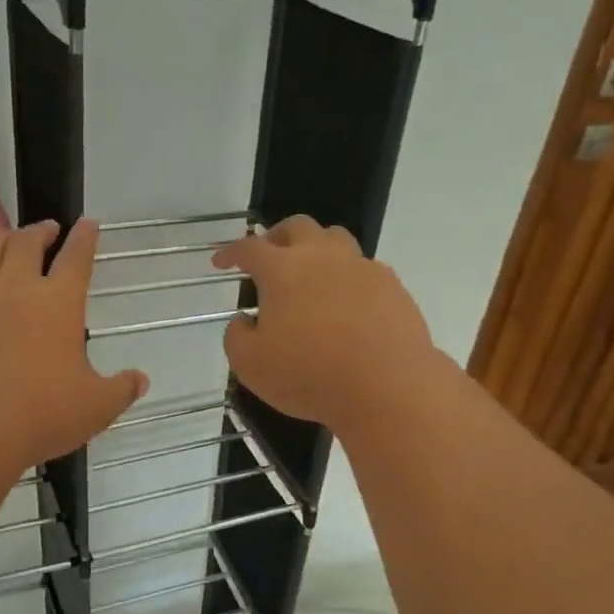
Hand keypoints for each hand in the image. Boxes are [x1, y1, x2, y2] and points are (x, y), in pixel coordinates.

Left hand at [0, 220, 147, 473]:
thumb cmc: (39, 416)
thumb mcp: (96, 408)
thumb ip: (121, 390)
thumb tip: (140, 380)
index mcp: (59, 302)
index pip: (76, 257)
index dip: (85, 237)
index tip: (88, 224)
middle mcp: (15, 287)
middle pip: (26, 241)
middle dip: (41, 230)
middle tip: (48, 231)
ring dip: (1, 239)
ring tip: (7, 244)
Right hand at [214, 215, 436, 431]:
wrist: (387, 386)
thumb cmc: (308, 374)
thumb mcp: (250, 365)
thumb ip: (236, 337)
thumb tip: (243, 321)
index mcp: (283, 270)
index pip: (250, 248)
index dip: (231, 252)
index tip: (221, 262)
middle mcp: (322, 257)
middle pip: (297, 227)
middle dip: (276, 236)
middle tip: (268, 257)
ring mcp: (362, 268)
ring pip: (335, 239)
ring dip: (316, 248)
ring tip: (310, 272)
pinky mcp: (392, 287)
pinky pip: (364, 269)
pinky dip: (347, 277)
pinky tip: (345, 302)